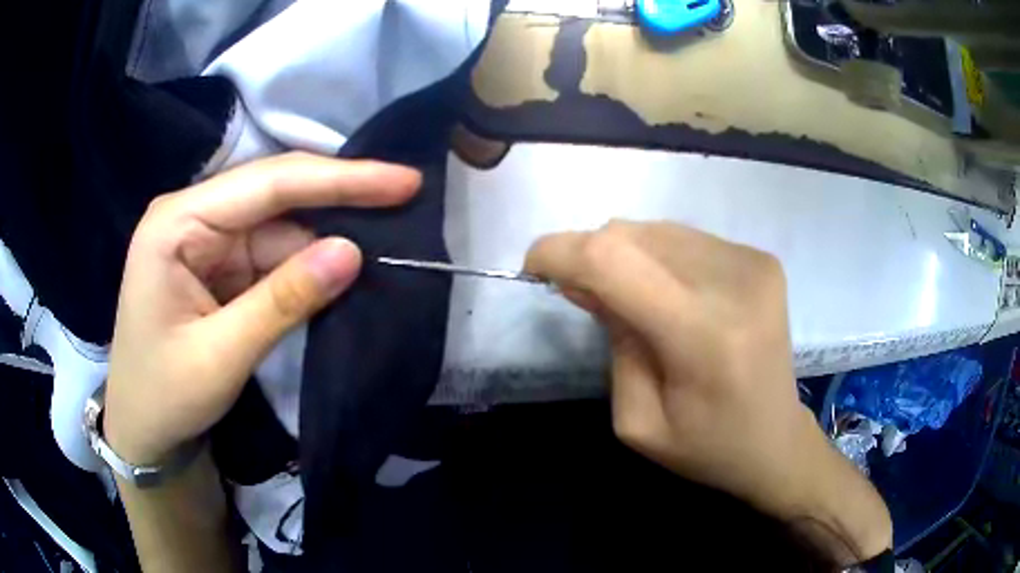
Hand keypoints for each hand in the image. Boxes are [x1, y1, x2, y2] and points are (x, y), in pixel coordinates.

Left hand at [104, 152, 419, 464]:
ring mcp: (207, 241)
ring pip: (279, 226)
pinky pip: (272, 255)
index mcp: (176, 223)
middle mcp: (192, 217)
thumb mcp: (221, 355)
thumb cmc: (164, 395)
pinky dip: (307, 264)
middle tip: (405, 191)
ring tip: (387, 231)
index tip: (401, 180)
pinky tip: (342, 264)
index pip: (267, 185)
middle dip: (338, 196)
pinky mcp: (219, 266)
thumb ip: (284, 300)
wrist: (143, 430)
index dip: (337, 179)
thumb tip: (352, 253)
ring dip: (326, 235)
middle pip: (275, 194)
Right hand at [525, 220, 890, 563]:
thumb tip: (585, 279)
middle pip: (631, 234)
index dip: (560, 252)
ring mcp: (753, 263)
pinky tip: (667, 292)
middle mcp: (734, 283)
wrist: (777, 441)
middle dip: (590, 255)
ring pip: (656, 229)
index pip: (613, 262)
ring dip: (626, 255)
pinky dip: (659, 257)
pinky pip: (685, 237)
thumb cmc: (706, 448)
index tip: (533, 265)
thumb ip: (613, 342)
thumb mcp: (638, 420)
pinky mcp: (761, 258)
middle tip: (584, 296)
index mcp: (703, 337)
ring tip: (630, 298)